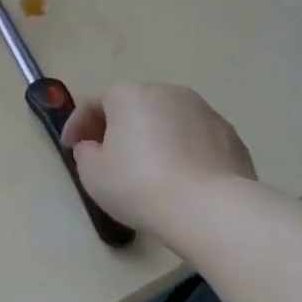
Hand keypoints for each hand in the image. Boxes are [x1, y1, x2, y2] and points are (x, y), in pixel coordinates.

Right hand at [60, 84, 256, 239]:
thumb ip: (86, 153)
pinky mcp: (231, 136)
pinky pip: (194, 138)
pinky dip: (181, 151)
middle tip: (106, 156)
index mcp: (129, 95)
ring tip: (145, 169)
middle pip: (133, 106)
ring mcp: (205, 112)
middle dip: (117, 127)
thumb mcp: (92, 173)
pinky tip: (177, 178)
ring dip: (151, 138)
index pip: (93, 102)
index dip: (77, 125)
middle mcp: (168, 92)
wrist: (210, 209)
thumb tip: (94, 148)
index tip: (70, 148)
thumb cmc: (139, 185)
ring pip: (166, 120)